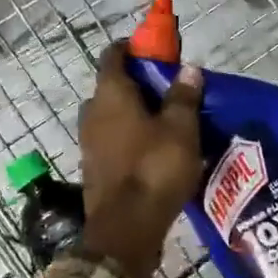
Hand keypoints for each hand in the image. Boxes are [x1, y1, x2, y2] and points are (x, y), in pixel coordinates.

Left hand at [77, 40, 204, 277]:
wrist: (126, 229)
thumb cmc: (155, 169)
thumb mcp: (180, 129)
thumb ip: (183, 96)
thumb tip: (188, 69)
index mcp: (111, 94)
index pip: (114, 55)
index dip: (134, 47)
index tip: (157, 50)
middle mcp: (93, 113)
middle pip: (113, 86)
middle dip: (140, 84)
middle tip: (171, 90)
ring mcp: (89, 142)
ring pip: (113, 116)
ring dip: (136, 113)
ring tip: (168, 122)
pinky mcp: (94, 168)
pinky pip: (114, 141)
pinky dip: (132, 138)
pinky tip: (156, 151)